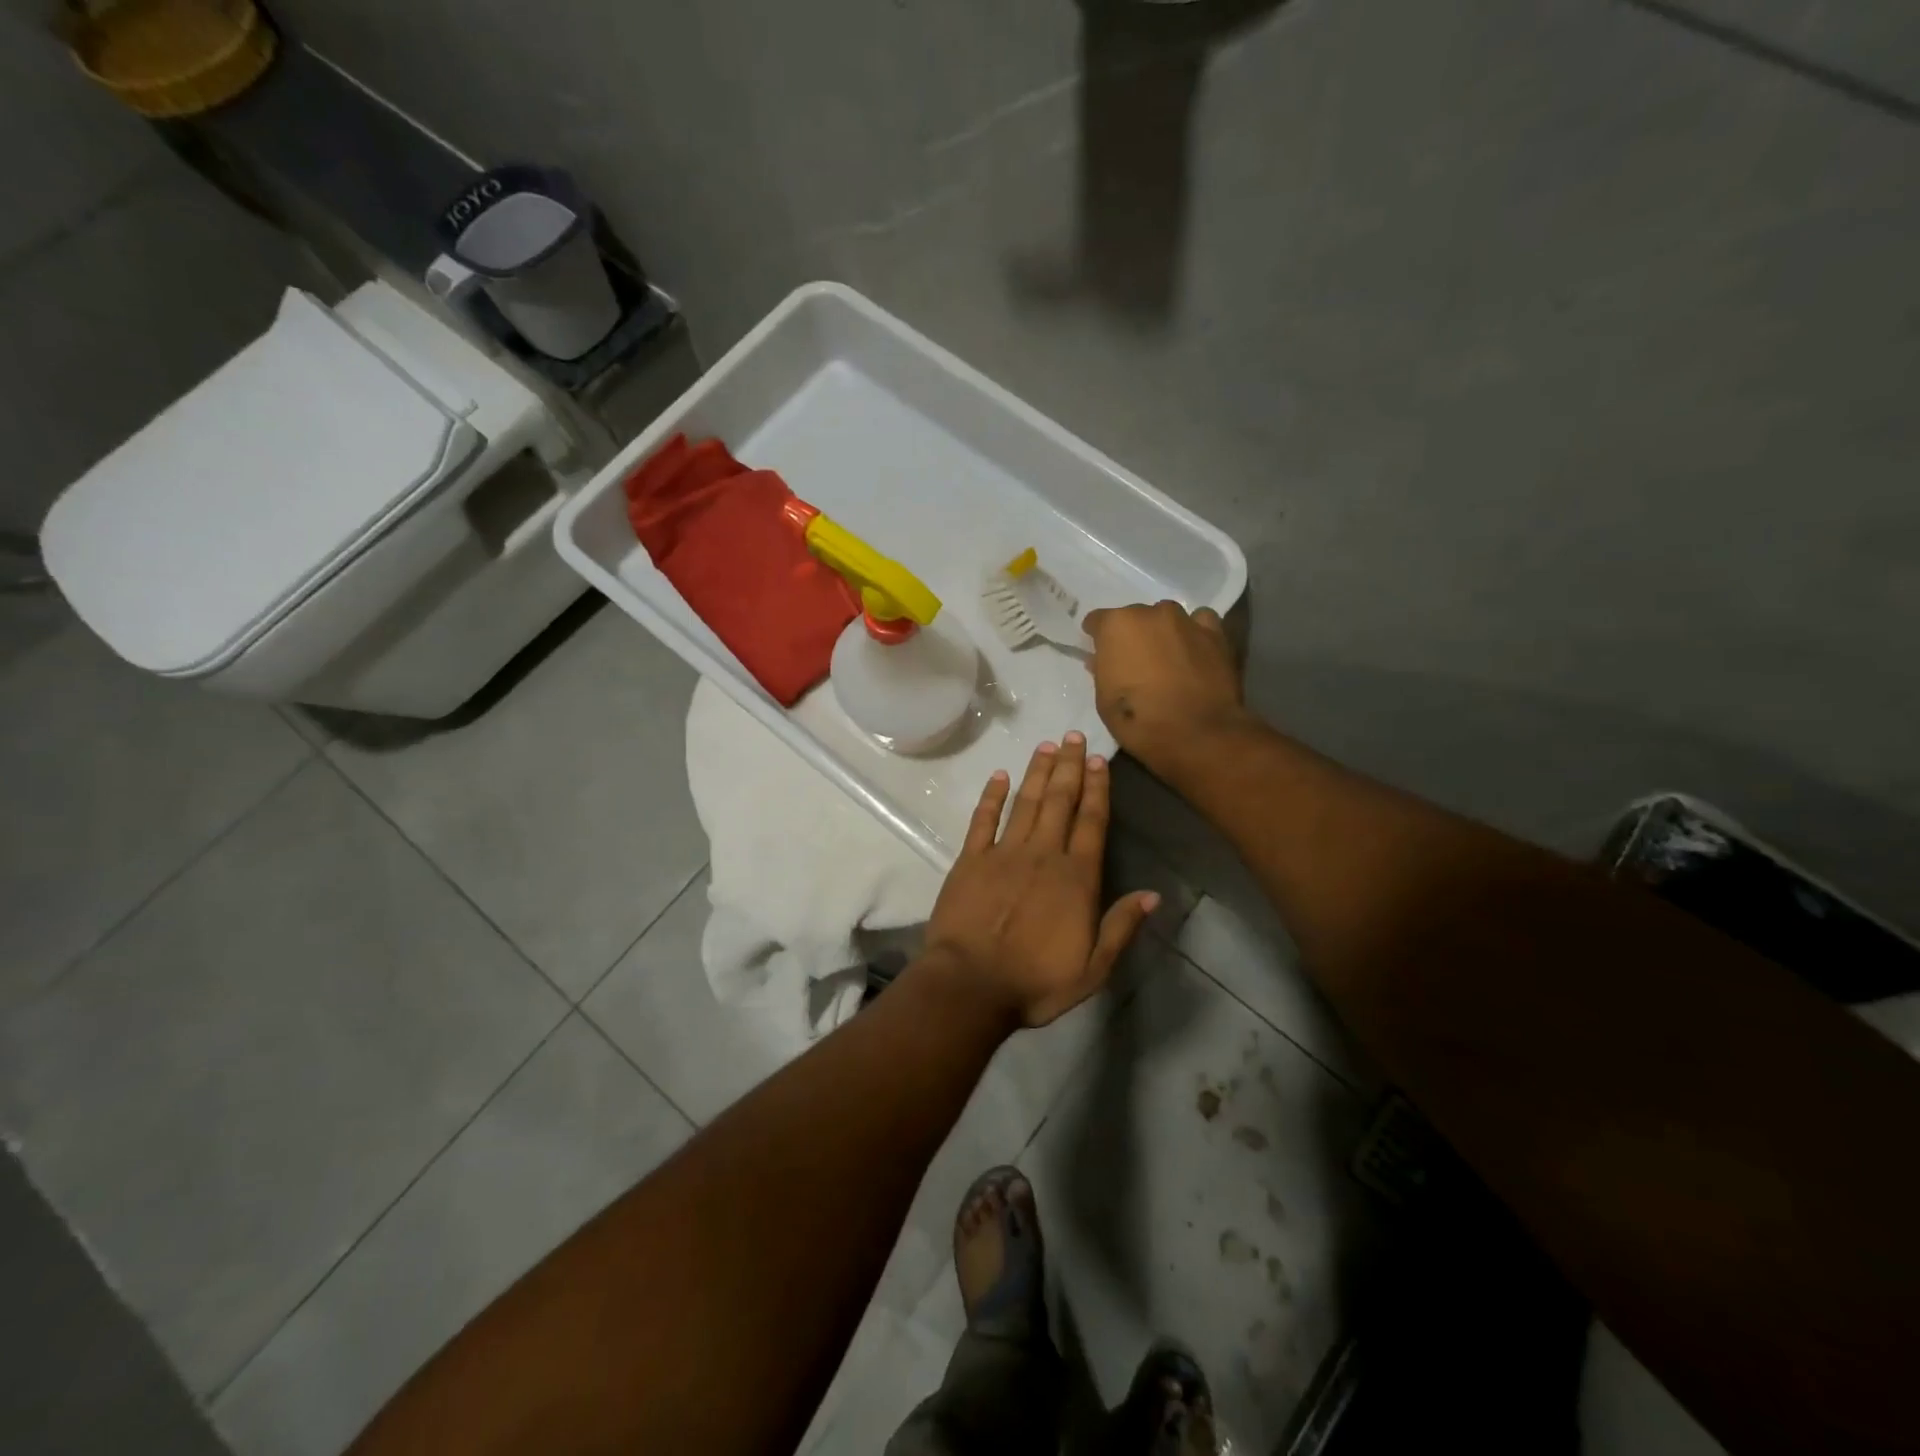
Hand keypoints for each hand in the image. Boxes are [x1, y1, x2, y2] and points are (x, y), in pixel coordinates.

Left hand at [923, 734, 1159, 1028]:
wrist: (971, 986)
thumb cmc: (1035, 982)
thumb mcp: (1093, 968)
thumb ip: (1122, 927)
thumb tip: (1153, 895)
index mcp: (1075, 878)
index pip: (1091, 822)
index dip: (1097, 789)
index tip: (1099, 760)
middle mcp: (1042, 855)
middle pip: (1059, 802)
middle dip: (1069, 767)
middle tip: (1073, 736)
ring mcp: (1003, 853)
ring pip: (1025, 803)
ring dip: (1037, 773)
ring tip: (1046, 746)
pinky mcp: (970, 860)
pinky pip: (982, 820)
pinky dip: (992, 797)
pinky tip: (999, 776)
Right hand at [1081, 601, 1248, 768]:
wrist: (1199, 736)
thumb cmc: (1140, 722)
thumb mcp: (1104, 703)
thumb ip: (1102, 672)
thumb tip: (1102, 660)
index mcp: (1117, 626)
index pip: (1097, 621)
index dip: (1097, 637)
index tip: (1099, 653)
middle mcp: (1151, 614)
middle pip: (1134, 617)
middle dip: (1131, 636)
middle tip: (1134, 662)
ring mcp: (1186, 621)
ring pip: (1166, 617)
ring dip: (1162, 632)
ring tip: (1165, 658)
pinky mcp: (1215, 634)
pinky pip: (1200, 622)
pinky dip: (1194, 632)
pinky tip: (1193, 650)